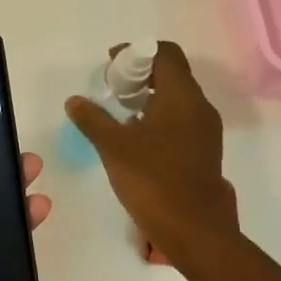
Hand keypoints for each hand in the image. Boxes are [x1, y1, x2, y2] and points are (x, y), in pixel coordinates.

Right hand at [65, 41, 239, 263]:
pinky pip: (180, 119)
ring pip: (177, 98)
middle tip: (112, 89)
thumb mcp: (112, 146)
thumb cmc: (152, 179)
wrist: (193, 229)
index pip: (165, 53)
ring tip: (119, 113)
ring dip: (149, 96)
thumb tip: (75, 100)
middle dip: (140, 74)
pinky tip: (136, 137)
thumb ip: (92, 118)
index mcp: (181, 96)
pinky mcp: (204, 150)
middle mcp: (199, 107)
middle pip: (172, 73)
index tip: (112, 64)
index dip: (137, 51)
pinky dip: (158, 116)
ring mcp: (205, 130)